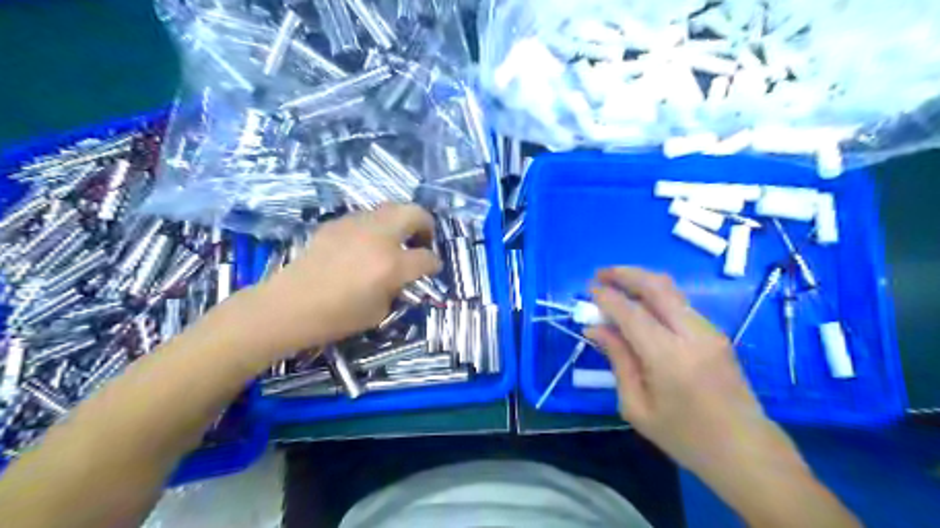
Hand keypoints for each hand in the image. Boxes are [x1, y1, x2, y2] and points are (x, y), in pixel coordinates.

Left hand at [234, 202, 443, 362]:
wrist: (288, 306)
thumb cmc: (336, 317)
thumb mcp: (379, 311)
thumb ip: (397, 288)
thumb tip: (402, 276)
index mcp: (392, 265)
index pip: (427, 257)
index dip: (434, 264)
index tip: (432, 268)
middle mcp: (379, 237)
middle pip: (415, 213)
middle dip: (426, 224)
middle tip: (422, 240)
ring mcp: (356, 225)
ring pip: (390, 208)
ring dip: (400, 221)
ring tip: (394, 240)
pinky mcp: (337, 223)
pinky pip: (366, 217)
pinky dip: (376, 226)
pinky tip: (365, 244)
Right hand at [586, 266, 795, 474]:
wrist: (746, 451)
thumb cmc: (684, 437)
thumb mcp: (637, 407)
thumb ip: (618, 360)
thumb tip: (595, 328)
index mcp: (670, 359)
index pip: (632, 313)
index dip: (607, 297)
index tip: (588, 290)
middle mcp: (693, 335)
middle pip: (657, 286)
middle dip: (625, 274)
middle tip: (600, 274)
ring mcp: (710, 331)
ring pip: (671, 290)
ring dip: (640, 282)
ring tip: (616, 287)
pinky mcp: (717, 333)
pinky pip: (680, 303)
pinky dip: (655, 297)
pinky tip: (639, 308)